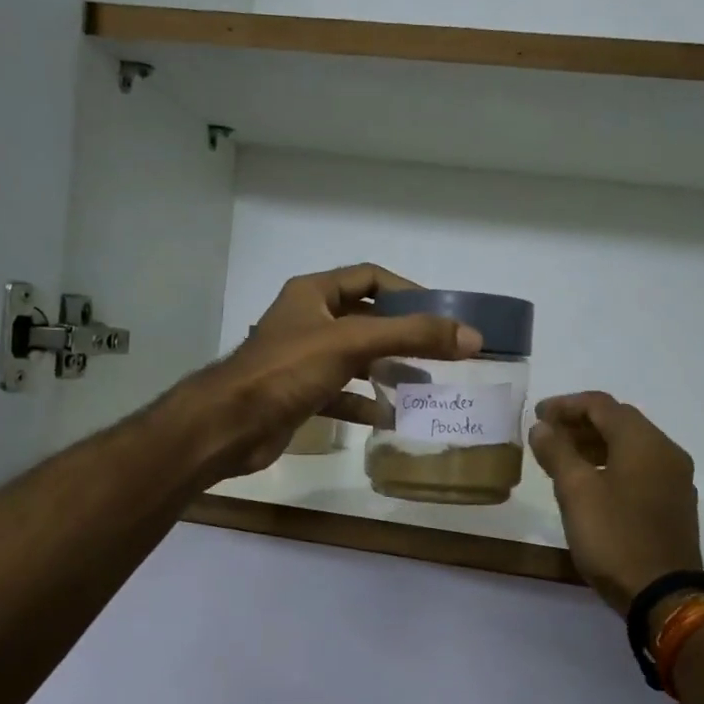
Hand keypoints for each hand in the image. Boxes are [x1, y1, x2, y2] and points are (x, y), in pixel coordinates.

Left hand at [188, 264, 481, 479]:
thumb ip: (412, 336)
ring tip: (424, 385)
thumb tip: (472, 337)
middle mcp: (308, 321)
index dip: (407, 290)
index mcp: (314, 294)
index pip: (370, 278)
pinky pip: (342, 394)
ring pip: (356, 359)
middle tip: (440, 353)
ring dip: (387, 370)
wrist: (231, 425)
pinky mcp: (300, 395)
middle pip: (367, 320)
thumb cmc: (288, 370)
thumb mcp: (354, 343)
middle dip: (403, 336)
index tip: (441, 313)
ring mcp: (303, 360)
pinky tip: (390, 417)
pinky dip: (365, 403)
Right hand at [527, 392, 702, 612]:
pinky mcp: (674, 503)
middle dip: (580, 423)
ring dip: (595, 444)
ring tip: (562, 457)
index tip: (537, 415)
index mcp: (643, 442)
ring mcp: (674, 479)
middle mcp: (666, 452)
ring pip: (630, 446)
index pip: (601, 405)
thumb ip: (557, 452)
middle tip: (547, 434)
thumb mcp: (575, 492)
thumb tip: (542, 427)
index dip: (566, 405)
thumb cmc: (614, 537)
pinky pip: (640, 468)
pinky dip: (612, 464)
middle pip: (619, 422)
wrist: (663, 594)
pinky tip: (590, 482)